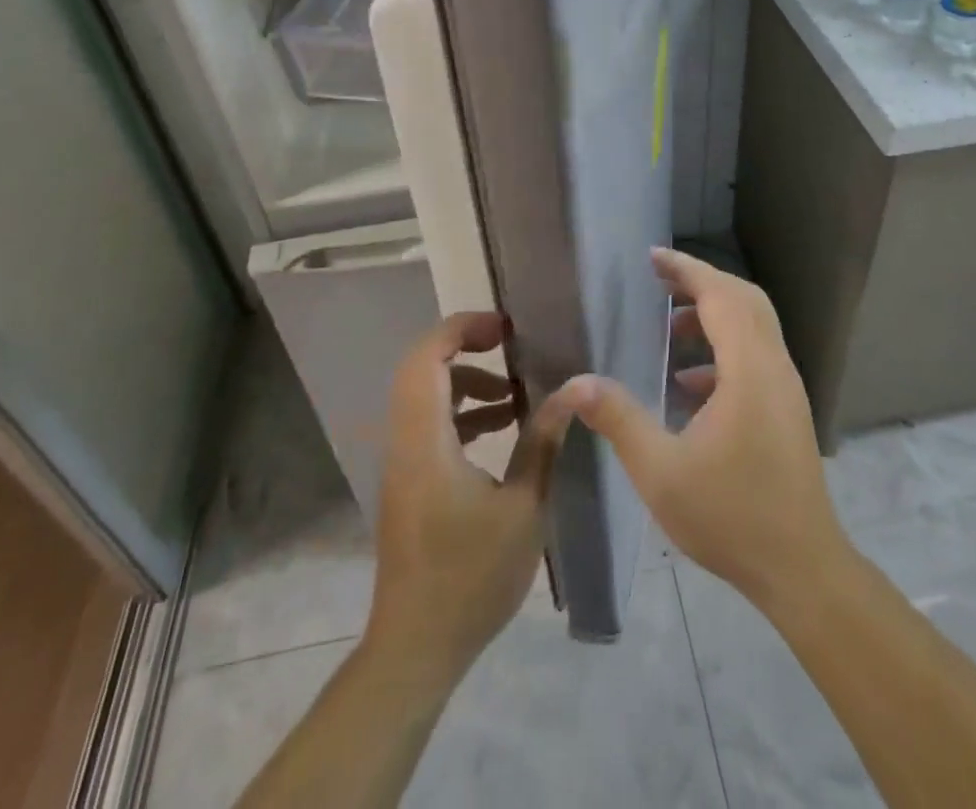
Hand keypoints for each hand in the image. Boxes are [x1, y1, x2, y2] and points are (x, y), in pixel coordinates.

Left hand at [365, 312, 568, 684]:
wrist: (416, 647)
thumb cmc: (472, 577)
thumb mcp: (522, 507)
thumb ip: (543, 442)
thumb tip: (572, 391)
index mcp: (425, 441)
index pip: (427, 358)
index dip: (461, 329)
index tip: (505, 328)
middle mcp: (404, 442)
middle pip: (422, 369)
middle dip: (465, 348)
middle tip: (510, 347)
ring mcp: (402, 463)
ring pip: (424, 397)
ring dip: (466, 384)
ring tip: (514, 395)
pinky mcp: (408, 482)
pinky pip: (428, 425)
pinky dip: (460, 414)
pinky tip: (501, 430)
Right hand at [552, 248, 848, 607]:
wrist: (802, 569)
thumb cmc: (731, 517)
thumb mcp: (661, 471)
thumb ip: (618, 419)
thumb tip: (575, 383)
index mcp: (749, 370)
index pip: (720, 296)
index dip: (687, 269)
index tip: (652, 256)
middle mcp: (774, 367)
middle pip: (744, 299)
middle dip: (701, 282)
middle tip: (659, 280)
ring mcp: (786, 388)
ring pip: (754, 326)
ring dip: (714, 315)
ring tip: (668, 330)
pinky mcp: (787, 410)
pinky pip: (756, 356)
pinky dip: (724, 349)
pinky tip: (690, 384)